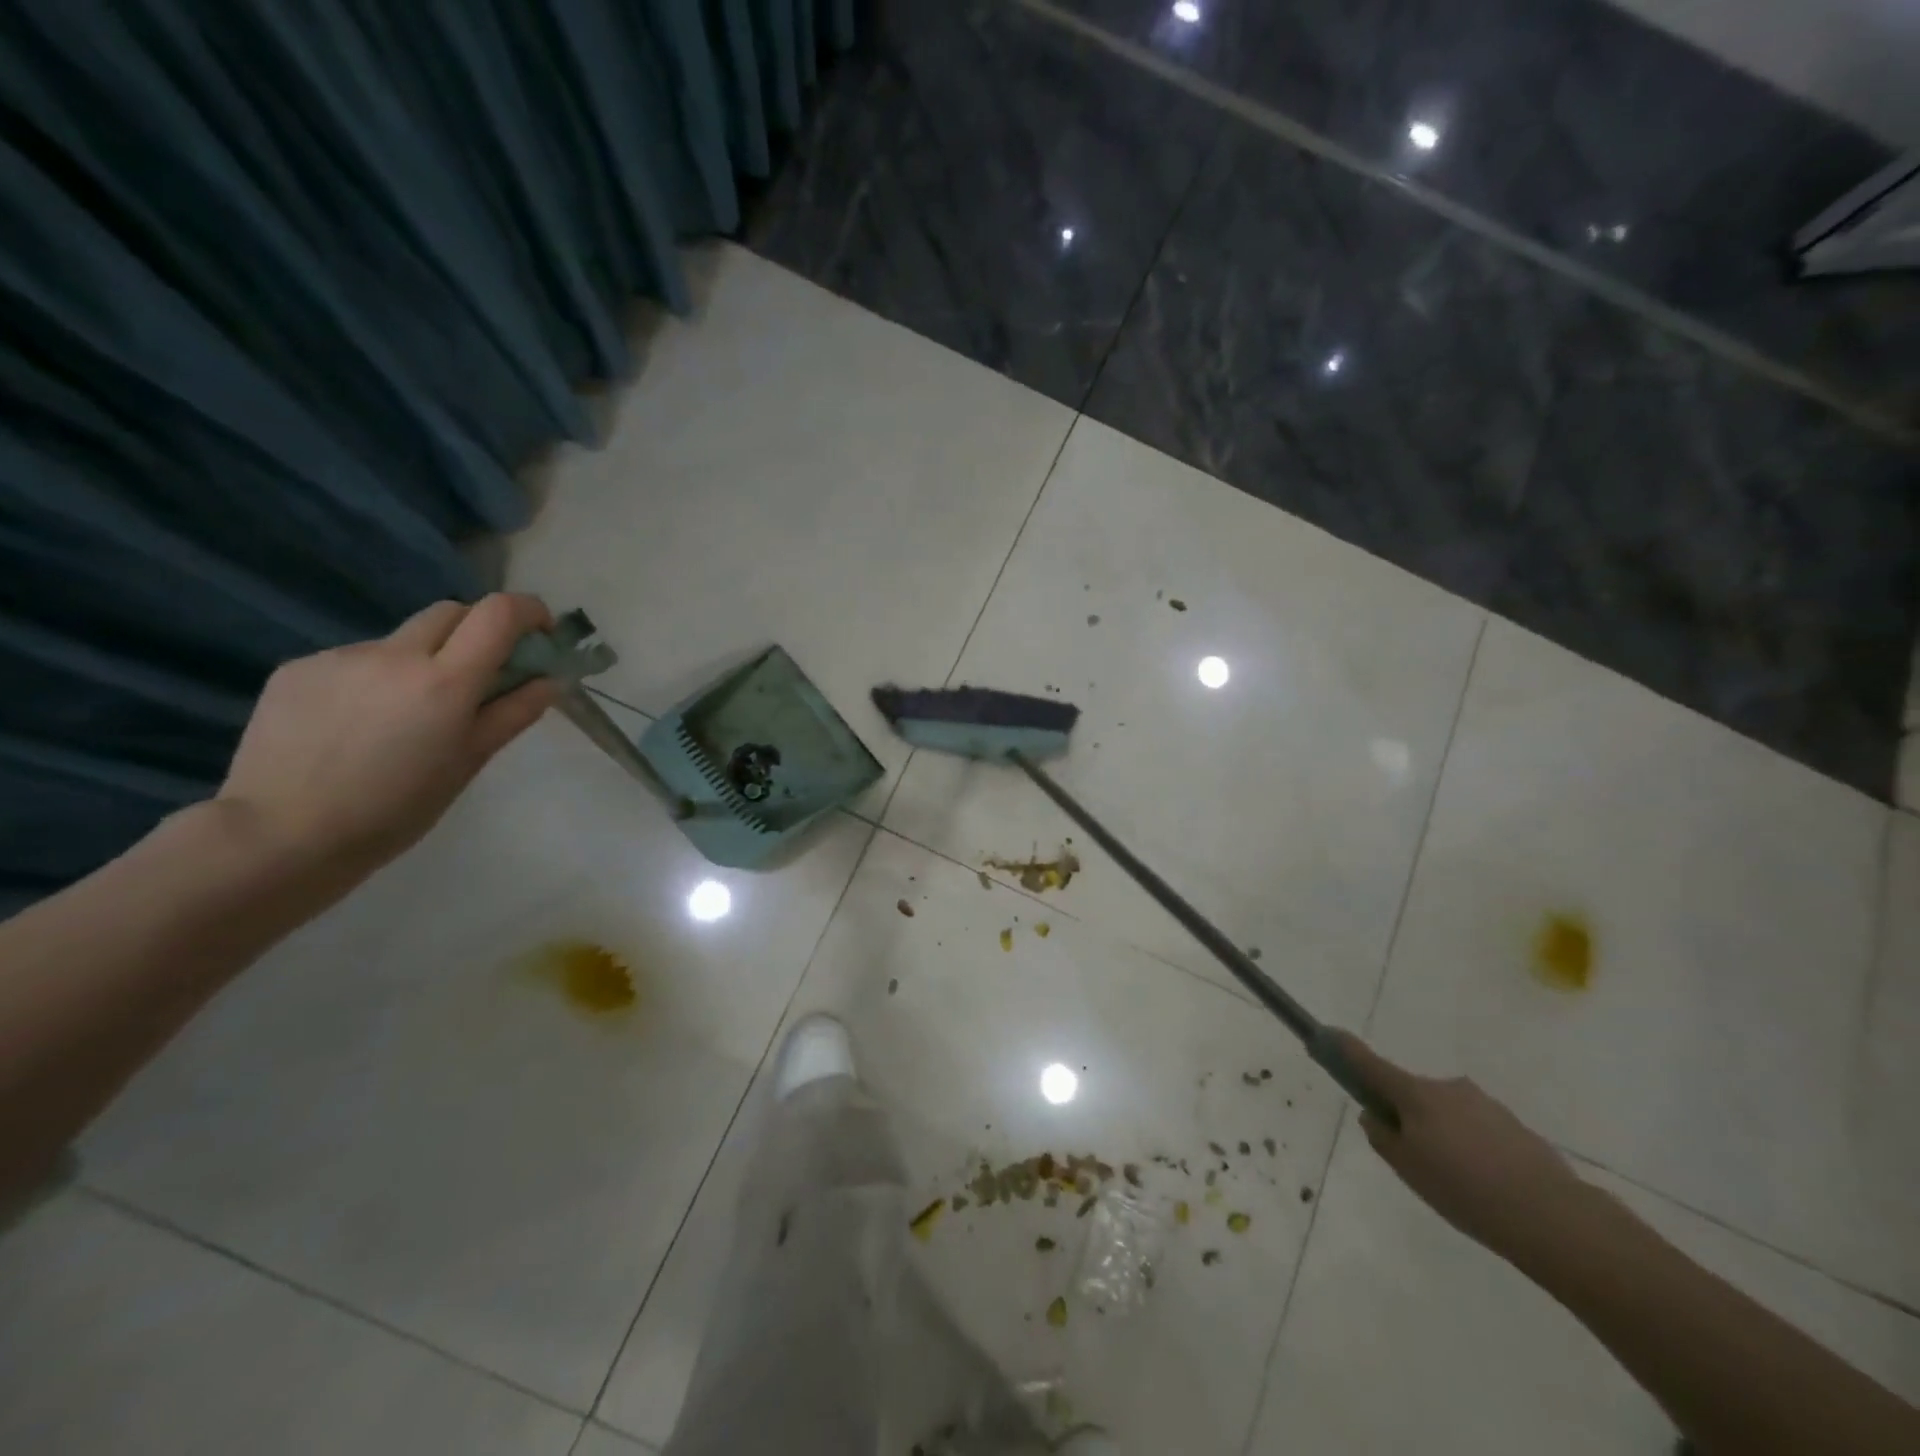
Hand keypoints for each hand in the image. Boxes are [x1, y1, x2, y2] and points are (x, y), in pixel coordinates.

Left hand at [218, 594, 562, 874]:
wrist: (280, 834)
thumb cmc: (396, 808)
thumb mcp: (469, 762)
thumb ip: (514, 712)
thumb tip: (551, 679)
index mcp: (445, 681)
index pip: (498, 613)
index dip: (528, 611)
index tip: (540, 633)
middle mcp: (394, 654)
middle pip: (451, 612)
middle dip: (477, 631)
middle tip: (481, 675)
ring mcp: (341, 657)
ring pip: (401, 640)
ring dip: (422, 661)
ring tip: (406, 717)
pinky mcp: (298, 668)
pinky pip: (356, 661)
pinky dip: (376, 680)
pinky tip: (359, 726)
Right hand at [1337, 1033, 1592, 1265]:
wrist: (1555, 1219)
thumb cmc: (1466, 1191)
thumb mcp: (1409, 1170)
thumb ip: (1383, 1137)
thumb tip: (1374, 1115)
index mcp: (1415, 1094)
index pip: (1370, 1064)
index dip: (1345, 1050)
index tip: (1327, 1035)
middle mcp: (1447, 1087)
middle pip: (1412, 1093)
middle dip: (1407, 1116)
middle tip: (1415, 1160)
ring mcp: (1484, 1104)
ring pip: (1446, 1113)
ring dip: (1443, 1134)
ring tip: (1459, 1183)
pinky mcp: (1514, 1126)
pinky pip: (1477, 1130)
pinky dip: (1472, 1148)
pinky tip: (1487, 1186)